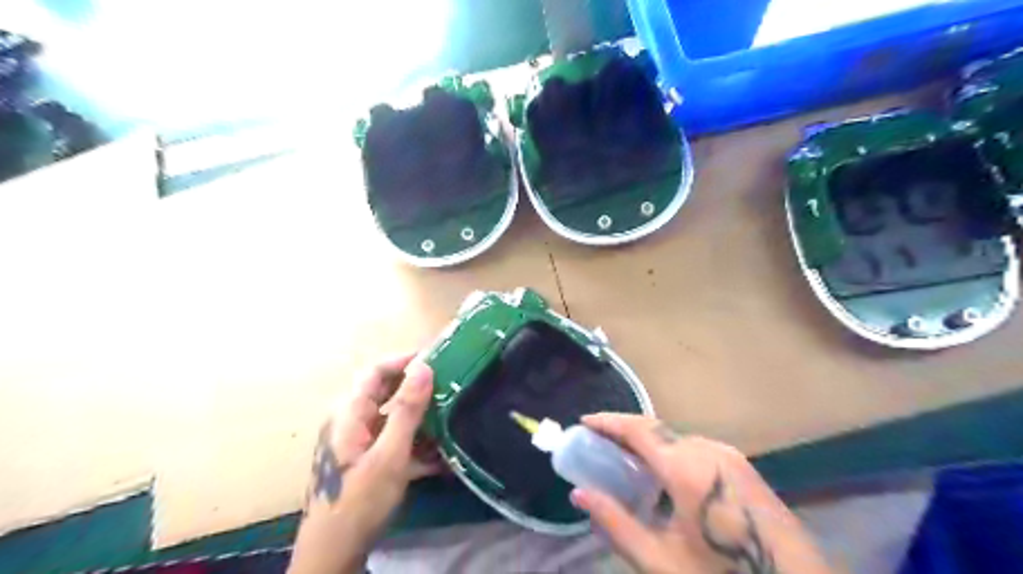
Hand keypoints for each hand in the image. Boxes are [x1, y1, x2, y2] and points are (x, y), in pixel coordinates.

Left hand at [288, 354, 440, 572]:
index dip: (404, 361)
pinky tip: (440, 454)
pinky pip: (392, 440)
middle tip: (449, 386)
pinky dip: (414, 442)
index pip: (376, 371)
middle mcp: (350, 422)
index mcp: (349, 413)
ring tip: (450, 417)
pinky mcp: (365, 461)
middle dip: (416, 388)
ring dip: (419, 418)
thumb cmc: (359, 502)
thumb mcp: (389, 455)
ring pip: (391, 418)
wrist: (332, 555)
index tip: (437, 360)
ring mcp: (357, 443)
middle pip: (384, 393)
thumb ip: (407, 411)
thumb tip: (424, 368)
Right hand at [571, 416, 833, 573]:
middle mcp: (708, 450)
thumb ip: (616, 524)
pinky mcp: (742, 467)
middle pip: (656, 429)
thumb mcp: (660, 561)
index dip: (608, 422)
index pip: (638, 429)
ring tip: (624, 460)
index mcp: (687, 468)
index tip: (584, 422)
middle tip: (599, 445)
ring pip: (676, 438)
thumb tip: (579, 494)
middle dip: (624, 432)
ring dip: (647, 442)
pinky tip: (661, 476)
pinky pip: (695, 448)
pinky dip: (669, 452)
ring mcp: (730, 456)